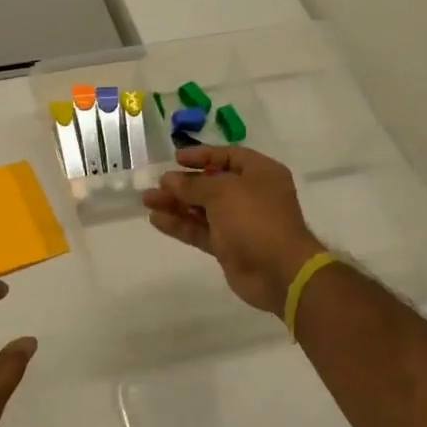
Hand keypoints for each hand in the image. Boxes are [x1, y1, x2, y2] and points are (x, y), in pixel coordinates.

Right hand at [143, 147, 324, 315]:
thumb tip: (169, 180)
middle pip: (212, 183)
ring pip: (202, 208)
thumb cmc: (255, 219)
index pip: (228, 156)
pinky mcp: (229, 246)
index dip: (202, 155)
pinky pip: (201, 230)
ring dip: (176, 204)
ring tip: (148, 201)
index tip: (176, 158)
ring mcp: (239, 222)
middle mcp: (251, 194)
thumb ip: (194, 184)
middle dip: (183, 183)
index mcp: (260, 173)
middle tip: (156, 184)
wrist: (279, 271)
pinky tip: (156, 220)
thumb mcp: (223, 192)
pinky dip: (181, 224)